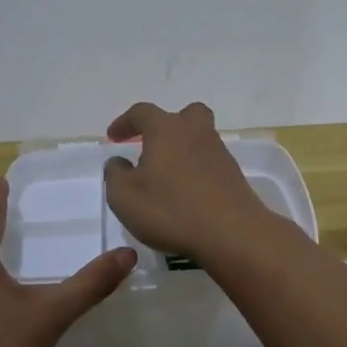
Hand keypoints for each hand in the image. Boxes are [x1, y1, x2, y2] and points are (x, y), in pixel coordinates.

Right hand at [101, 101, 271, 259]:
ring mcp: (219, 153)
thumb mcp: (124, 196)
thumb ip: (115, 174)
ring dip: (182, 150)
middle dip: (166, 125)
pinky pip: (209, 163)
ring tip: (166, 177)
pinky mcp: (233, 175)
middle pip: (184, 115)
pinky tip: (186, 193)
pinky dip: (196, 171)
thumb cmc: (170, 210)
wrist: (231, 233)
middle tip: (152, 146)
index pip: (142, 113)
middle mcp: (196, 132)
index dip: (125, 122)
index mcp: (166, 129)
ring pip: (199, 139)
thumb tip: (119, 162)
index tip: (113, 138)